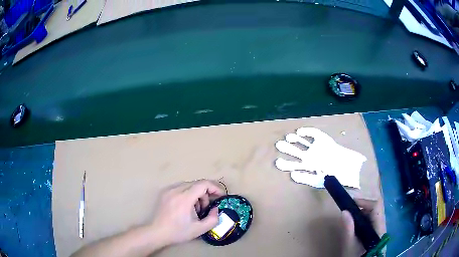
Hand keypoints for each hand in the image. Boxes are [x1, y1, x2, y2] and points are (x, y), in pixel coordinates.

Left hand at [149, 180, 224, 246]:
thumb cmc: (178, 232)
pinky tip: (185, 207)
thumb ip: (213, 219)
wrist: (157, 232)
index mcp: (185, 198)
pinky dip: (188, 194)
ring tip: (195, 210)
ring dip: (197, 195)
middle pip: (197, 184)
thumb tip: (216, 208)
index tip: (221, 196)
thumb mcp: (199, 229)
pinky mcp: (164, 192)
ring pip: (189, 185)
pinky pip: (181, 188)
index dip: (215, 188)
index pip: (203, 184)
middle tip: (206, 208)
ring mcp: (169, 190)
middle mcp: (176, 190)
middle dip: (206, 194)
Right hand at [341, 198, 384, 256]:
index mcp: (378, 226)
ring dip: (360, 213)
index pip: (375, 206)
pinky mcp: (375, 231)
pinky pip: (370, 220)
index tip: (351, 203)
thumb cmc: (356, 256)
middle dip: (361, 207)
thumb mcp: (350, 244)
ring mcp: (379, 227)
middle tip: (348, 211)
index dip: (364, 201)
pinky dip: (361, 219)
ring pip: (372, 214)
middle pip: (374, 208)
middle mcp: (381, 224)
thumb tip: (344, 211)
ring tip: (349, 218)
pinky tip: (354, 225)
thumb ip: (348, 229)